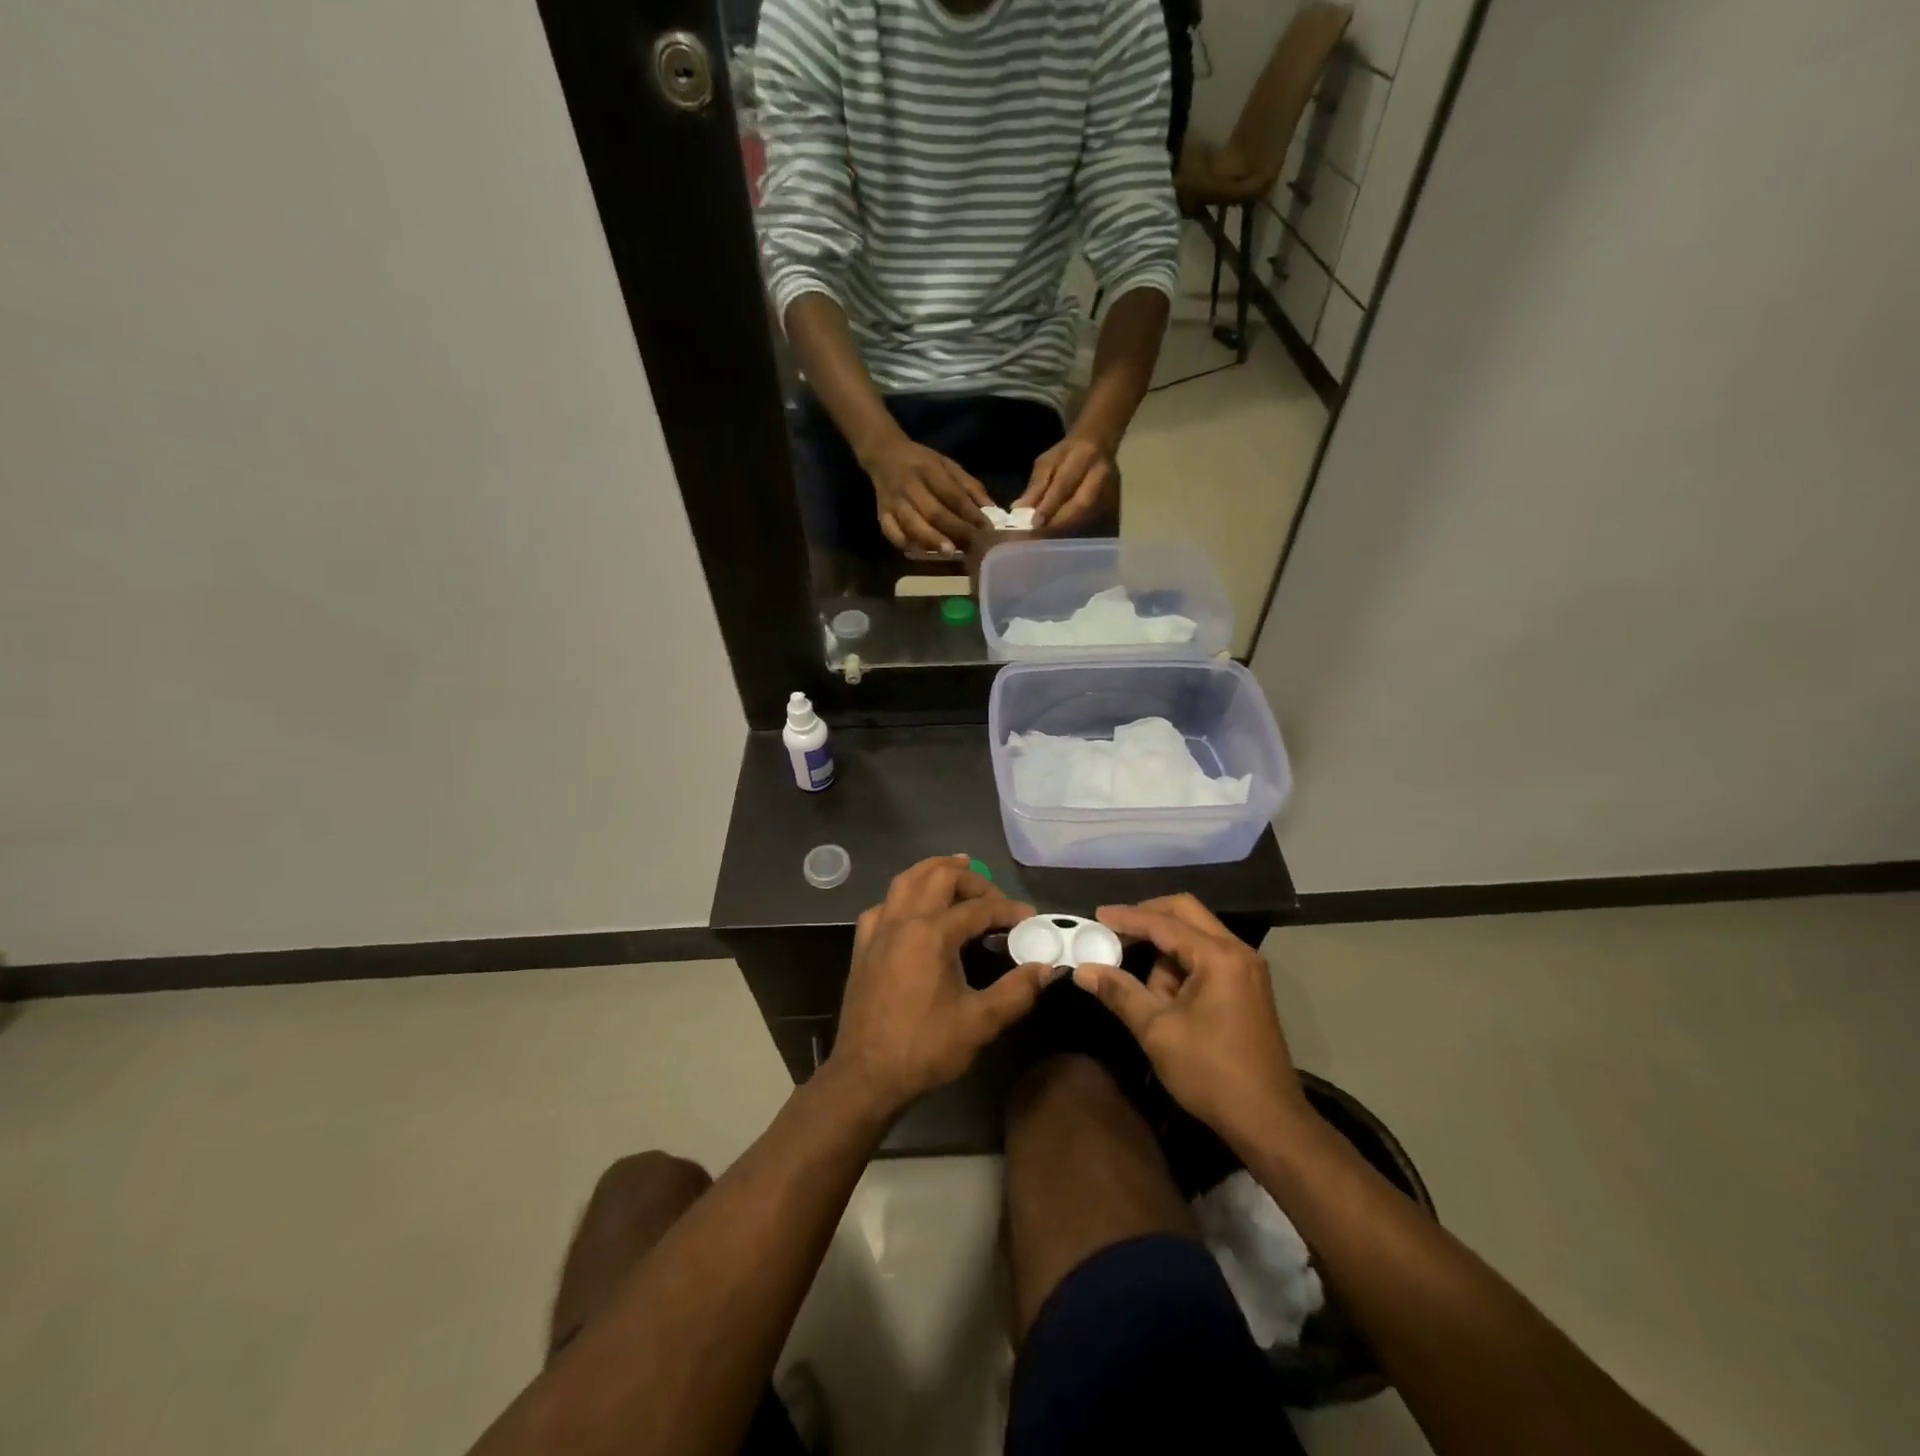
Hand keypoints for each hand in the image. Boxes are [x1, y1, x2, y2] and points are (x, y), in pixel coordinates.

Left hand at [830, 855, 1055, 1115]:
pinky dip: (904, 896)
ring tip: (956, 870)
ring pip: (906, 880)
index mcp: (931, 933)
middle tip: (994, 896)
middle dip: (972, 879)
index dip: (1008, 909)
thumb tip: (1047, 968)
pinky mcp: (863, 946)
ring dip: (933, 871)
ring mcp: (878, 931)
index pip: (978, 908)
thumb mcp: (980, 1023)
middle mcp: (903, 920)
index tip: (1029, 918)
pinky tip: (914, 909)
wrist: (866, 1076)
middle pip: (939, 877)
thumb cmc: (924, 1049)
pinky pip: (884, 905)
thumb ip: (1017, 991)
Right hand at [861, 435, 991, 554]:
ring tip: (950, 552)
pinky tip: (921, 552)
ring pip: (912, 524)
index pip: (952, 495)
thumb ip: (969, 486)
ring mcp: (894, 502)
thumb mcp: (948, 465)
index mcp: (929, 470)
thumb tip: (992, 509)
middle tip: (972, 546)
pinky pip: (891, 532)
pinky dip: (905, 543)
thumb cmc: (922, 462)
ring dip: (932, 540)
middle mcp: (910, 486)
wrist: (884, 455)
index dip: (970, 514)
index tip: (987, 530)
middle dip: (955, 531)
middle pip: (933, 512)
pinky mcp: (882, 514)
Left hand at [1016, 432, 1117, 530]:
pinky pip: (1091, 522)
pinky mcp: (1112, 504)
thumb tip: (1019, 510)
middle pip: (1080, 505)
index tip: (1034, 523)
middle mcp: (1101, 474)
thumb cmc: (1067, 454)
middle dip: (1058, 523)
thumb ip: (1036, 486)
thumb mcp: (1046, 462)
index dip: (1049, 505)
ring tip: (1044, 540)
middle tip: (1038, 536)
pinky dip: (1073, 532)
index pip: (1065, 484)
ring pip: (1087, 517)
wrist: (1098, 444)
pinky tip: (1058, 538)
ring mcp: (1111, 490)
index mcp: (1084, 456)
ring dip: (1064, 530)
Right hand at [1072, 894, 1312, 1151]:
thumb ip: (1120, 992)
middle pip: (1186, 913)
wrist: (1269, 1121)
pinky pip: (1207, 957)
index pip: (1164, 923)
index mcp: (1218, 956)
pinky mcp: (1247, 987)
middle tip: (1115, 930)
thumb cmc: (1211, 1072)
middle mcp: (1237, 951)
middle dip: (1148, 918)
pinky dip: (1182, 966)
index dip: (1127, 918)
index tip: (1096, 915)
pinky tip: (1166, 997)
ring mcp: (1247, 968)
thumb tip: (1083, 970)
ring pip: (1196, 936)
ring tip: (1147, 993)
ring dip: (1166, 952)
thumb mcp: (1157, 1031)